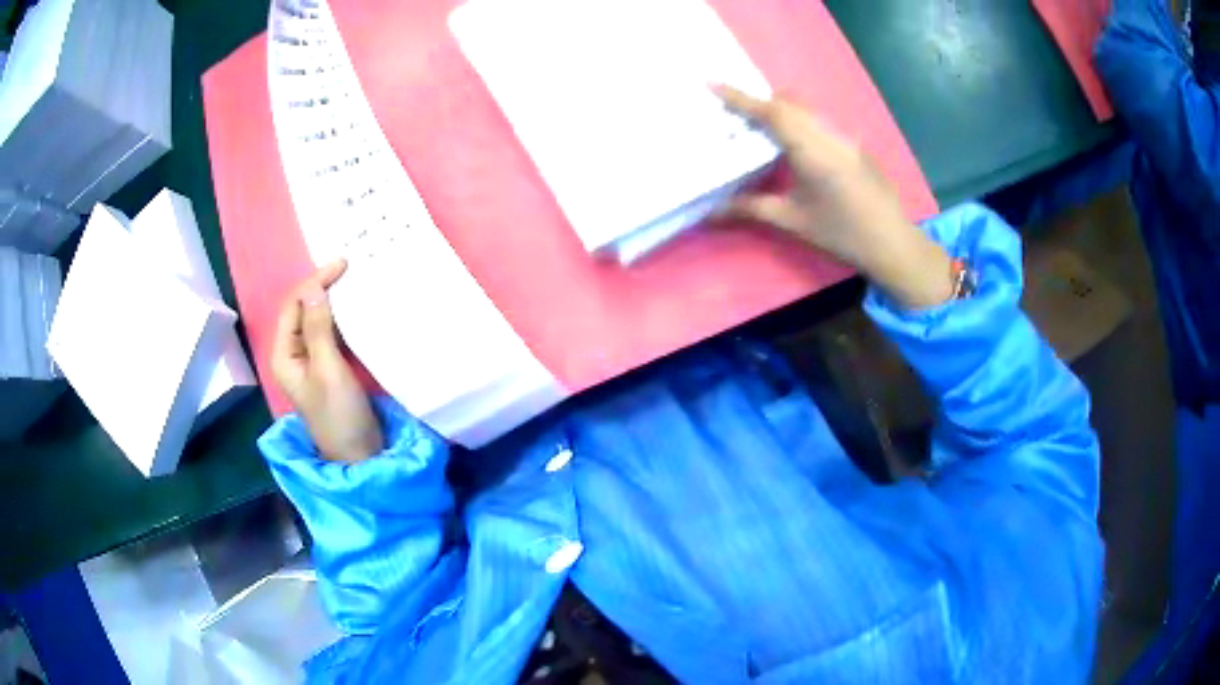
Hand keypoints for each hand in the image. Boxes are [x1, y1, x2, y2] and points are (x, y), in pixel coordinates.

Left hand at [271, 261, 382, 462]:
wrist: (359, 455)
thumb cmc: (339, 415)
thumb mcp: (329, 370)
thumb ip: (319, 329)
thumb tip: (314, 289)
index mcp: (284, 355)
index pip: (294, 306)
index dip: (314, 283)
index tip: (343, 266)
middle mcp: (293, 354)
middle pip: (302, 310)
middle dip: (322, 288)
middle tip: (350, 269)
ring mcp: (310, 361)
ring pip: (317, 320)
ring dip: (333, 301)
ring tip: (355, 283)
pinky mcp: (328, 367)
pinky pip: (330, 333)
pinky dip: (341, 318)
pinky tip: (356, 309)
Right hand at [716, 86, 954, 309]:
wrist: (892, 242)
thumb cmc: (842, 234)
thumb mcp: (793, 222)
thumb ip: (752, 209)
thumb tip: (711, 211)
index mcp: (811, 150)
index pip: (771, 113)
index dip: (740, 97)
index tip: (713, 83)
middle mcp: (828, 135)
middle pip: (789, 102)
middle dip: (759, 101)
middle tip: (734, 112)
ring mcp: (845, 137)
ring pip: (806, 109)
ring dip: (781, 110)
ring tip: (760, 126)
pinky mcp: (855, 144)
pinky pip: (820, 121)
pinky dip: (799, 121)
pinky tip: (795, 143)